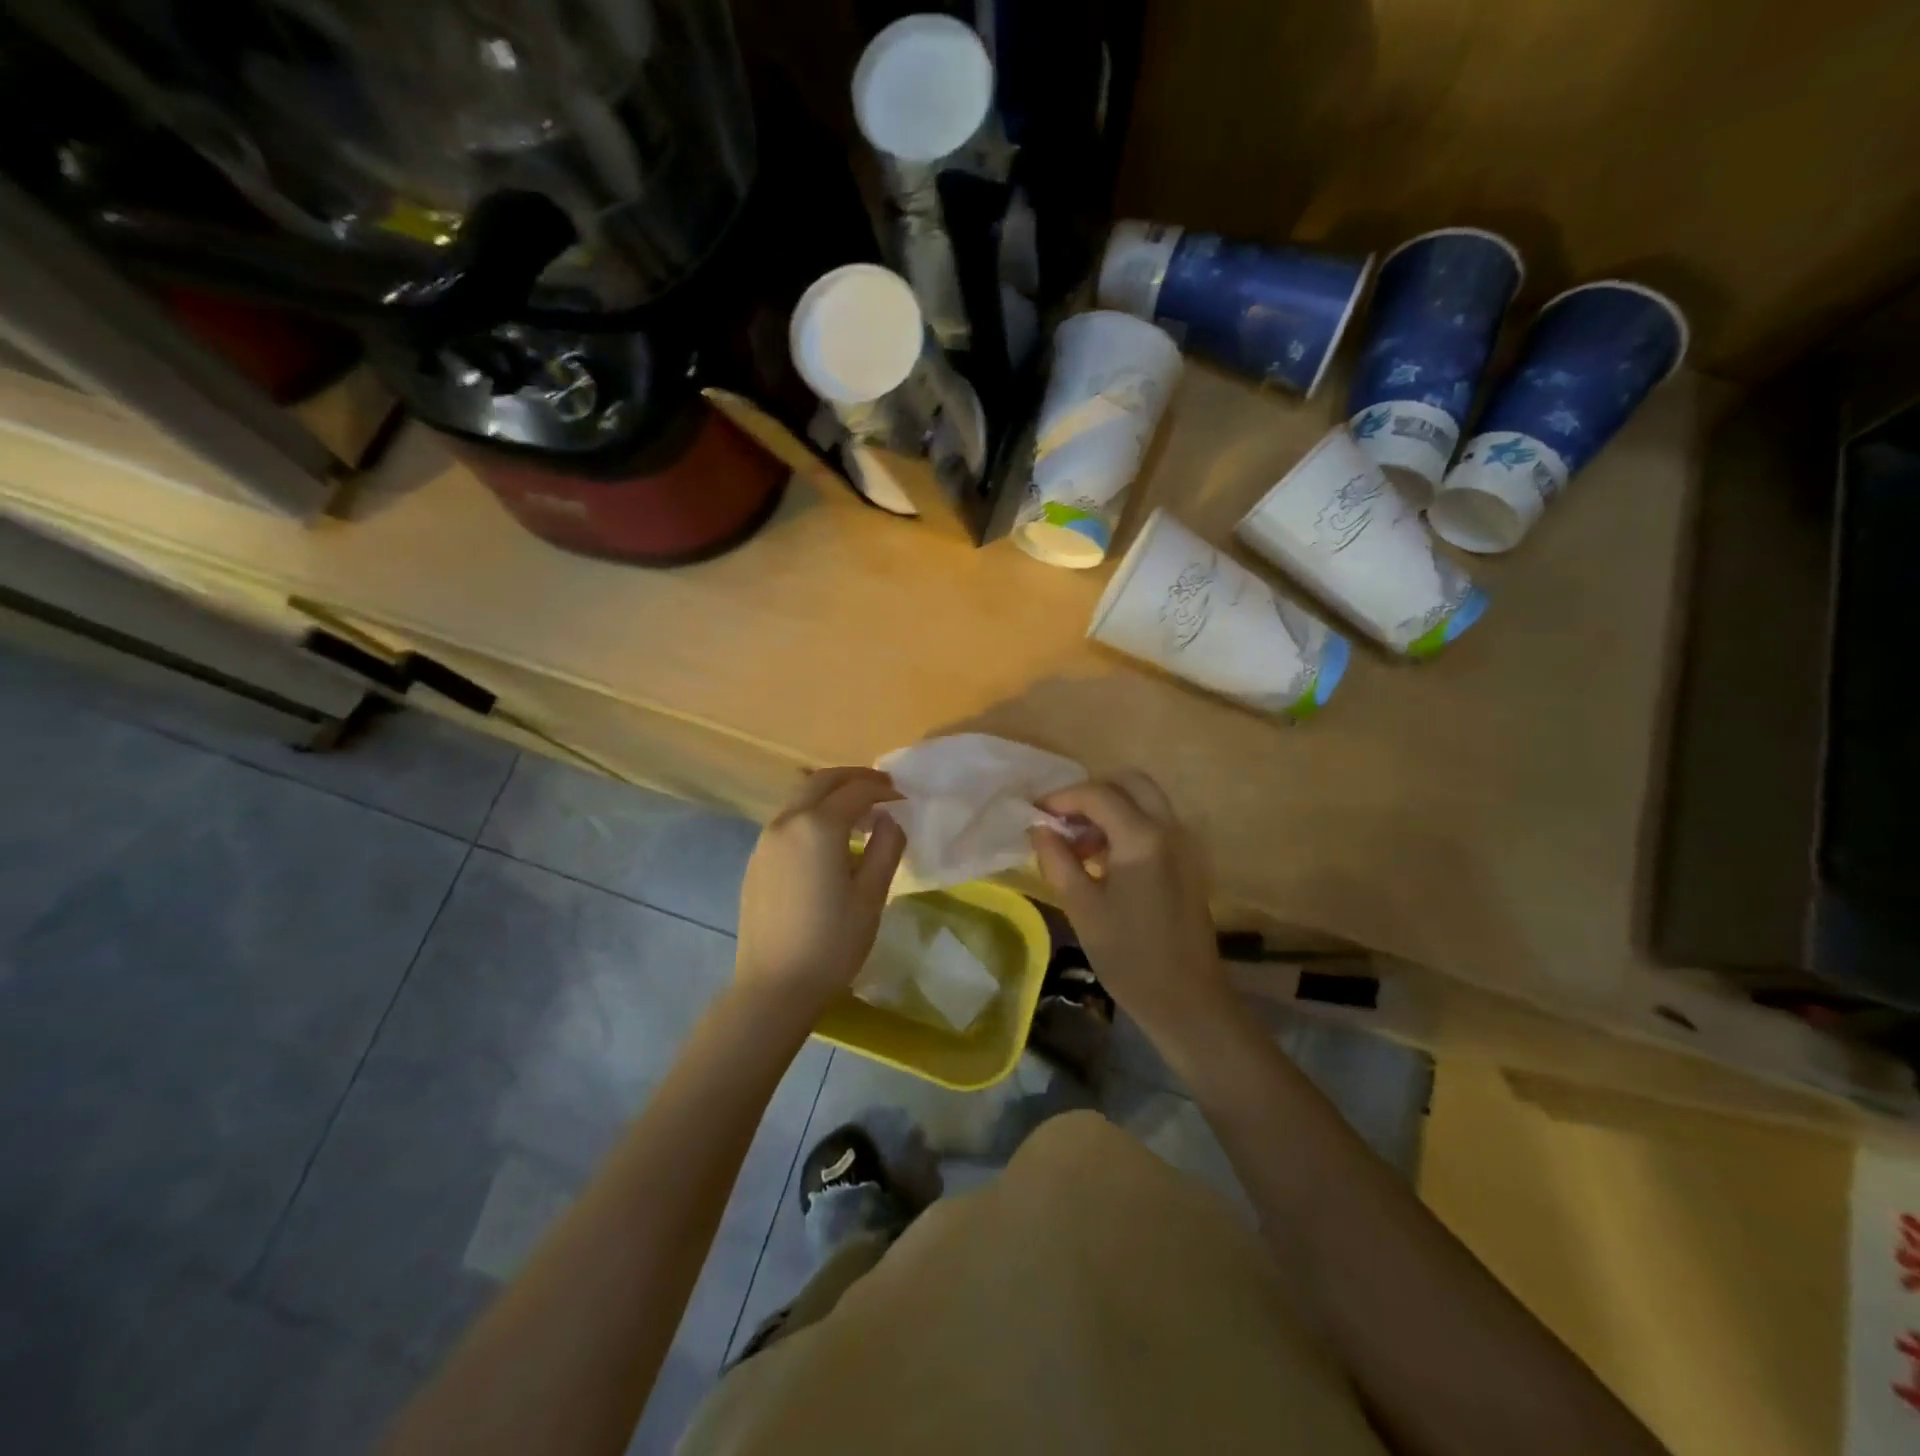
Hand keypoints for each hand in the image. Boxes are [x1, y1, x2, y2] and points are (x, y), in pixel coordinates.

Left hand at [734, 768, 905, 1018]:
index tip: (904, 798)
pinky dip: (812, 814)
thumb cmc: (832, 942)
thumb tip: (889, 819)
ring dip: (830, 795)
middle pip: (821, 781)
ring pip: (800, 798)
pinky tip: (828, 842)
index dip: (883, 790)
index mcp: (818, 826)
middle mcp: (787, 822)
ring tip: (858, 815)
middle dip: (854, 779)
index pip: (856, 791)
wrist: (775, 986)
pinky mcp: (756, 859)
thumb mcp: (872, 895)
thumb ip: (887, 847)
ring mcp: (765, 840)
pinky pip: (788, 820)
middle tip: (881, 790)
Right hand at [1030, 772, 1231, 1048]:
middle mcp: (1169, 829)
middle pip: (1129, 783)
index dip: (1062, 798)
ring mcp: (1183, 844)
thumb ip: (1057, 860)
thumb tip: (1038, 828)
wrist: (1187, 1000)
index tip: (1034, 814)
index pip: (1097, 794)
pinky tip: (1101, 858)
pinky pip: (1154, 823)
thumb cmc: (1129, 956)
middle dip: (1091, 793)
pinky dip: (1126, 824)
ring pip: (1144, 801)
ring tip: (1076, 842)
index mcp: (1142, 838)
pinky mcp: (1187, 861)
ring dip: (1109, 808)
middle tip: (1061, 820)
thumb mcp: (1082, 907)